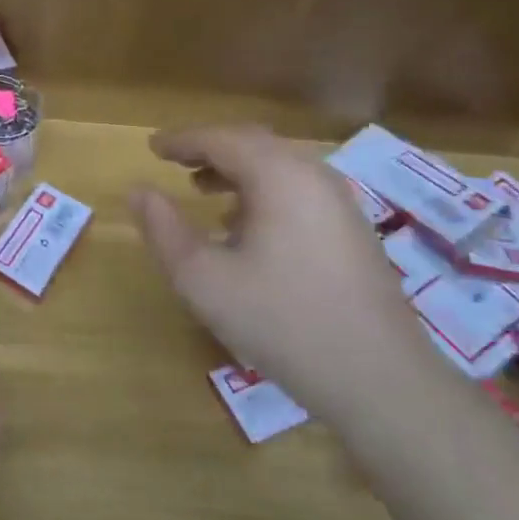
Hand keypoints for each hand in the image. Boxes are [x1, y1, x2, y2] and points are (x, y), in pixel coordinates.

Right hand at [130, 125, 434, 418]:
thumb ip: (164, 230)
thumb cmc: (281, 321)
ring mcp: (340, 205)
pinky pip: (298, 192)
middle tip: (175, 162)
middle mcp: (314, 177)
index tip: (152, 147)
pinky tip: (246, 229)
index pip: (221, 139)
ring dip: (237, 172)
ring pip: (279, 168)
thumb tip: (138, 191)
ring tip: (202, 192)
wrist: (380, 380)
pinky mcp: (353, 233)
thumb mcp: (203, 279)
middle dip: (211, 149)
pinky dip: (263, 193)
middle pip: (254, 145)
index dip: (182, 141)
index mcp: (279, 176)